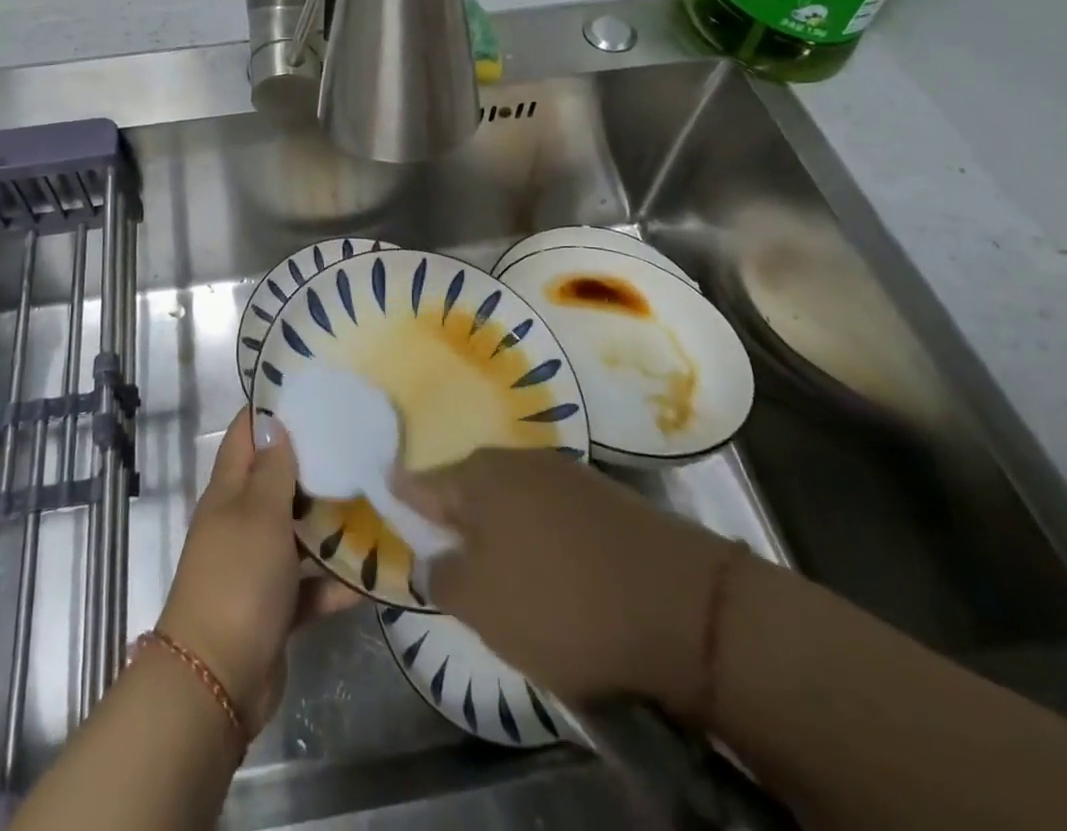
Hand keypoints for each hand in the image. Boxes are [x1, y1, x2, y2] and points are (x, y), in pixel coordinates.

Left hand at [156, 410, 359, 733]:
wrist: (217, 680)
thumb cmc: (237, 579)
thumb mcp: (258, 513)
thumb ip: (272, 470)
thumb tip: (275, 424)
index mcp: (229, 491)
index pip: (247, 433)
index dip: (273, 409)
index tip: (314, 390)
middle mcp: (241, 521)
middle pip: (278, 480)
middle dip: (315, 463)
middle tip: (362, 442)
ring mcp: (258, 565)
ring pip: (299, 531)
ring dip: (331, 521)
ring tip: (379, 498)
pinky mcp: (276, 605)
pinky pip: (311, 583)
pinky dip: (337, 580)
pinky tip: (377, 571)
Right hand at [395, 449, 736, 720]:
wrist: (684, 606)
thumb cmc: (563, 604)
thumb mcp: (482, 605)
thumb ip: (441, 575)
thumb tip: (431, 557)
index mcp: (478, 477)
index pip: (419, 483)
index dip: (399, 498)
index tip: (382, 504)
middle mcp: (515, 460)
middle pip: (466, 486)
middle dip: (451, 516)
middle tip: (442, 553)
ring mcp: (562, 472)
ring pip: (508, 497)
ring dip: (495, 526)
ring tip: (493, 566)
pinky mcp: (601, 496)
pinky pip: (545, 510)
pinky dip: (533, 533)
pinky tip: (543, 565)